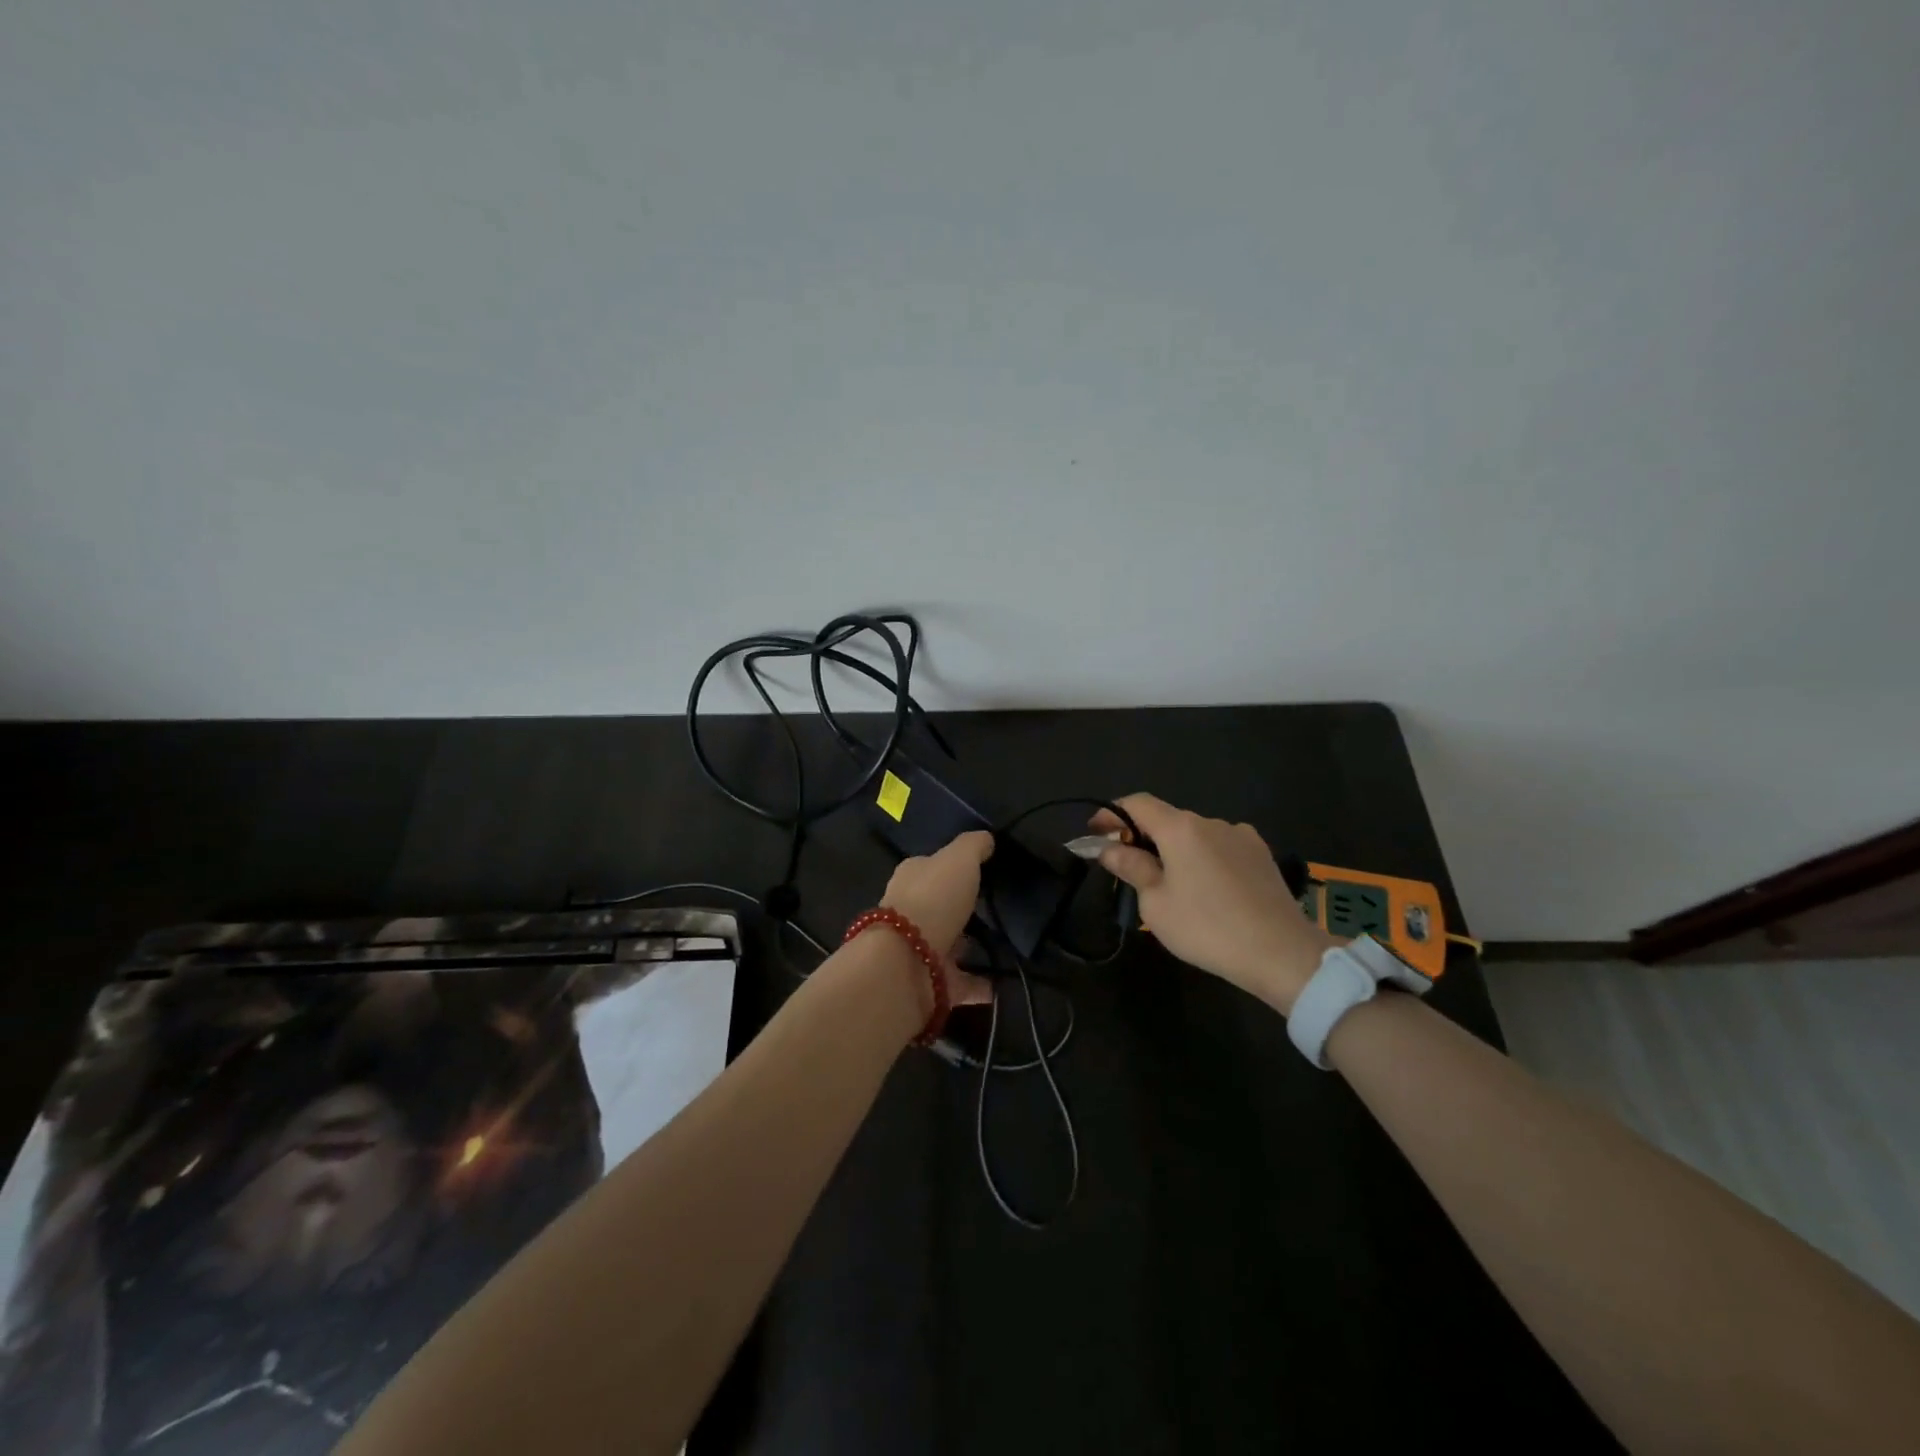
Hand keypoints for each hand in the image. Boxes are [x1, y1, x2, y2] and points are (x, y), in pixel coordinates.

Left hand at [878, 830, 994, 1007]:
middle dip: (963, 909)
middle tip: (999, 909)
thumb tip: (986, 838)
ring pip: (951, 944)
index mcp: (912, 878)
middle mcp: (911, 912)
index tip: (982, 870)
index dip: (954, 867)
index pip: (932, 867)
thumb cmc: (932, 899)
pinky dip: (982, 984)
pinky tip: (1005, 982)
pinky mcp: (932, 982)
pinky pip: (964, 982)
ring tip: (1007, 946)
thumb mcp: (958, 859)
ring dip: (972, 947)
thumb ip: (973, 846)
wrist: (906, 962)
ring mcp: (920, 949)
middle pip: (941, 906)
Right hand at [1092, 795, 1334, 1014]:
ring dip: (1175, 850)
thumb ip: (1130, 867)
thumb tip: (1108, 848)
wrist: (1280, 952)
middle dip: (1142, 836)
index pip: (1137, 803)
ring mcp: (1241, 836)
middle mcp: (1211, 822)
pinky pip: (1220, 848)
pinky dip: (1203, 859)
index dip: (1111, 814)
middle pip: (1166, 819)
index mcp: (1180, 828)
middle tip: (1127, 866)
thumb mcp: (1155, 903)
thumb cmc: (1207, 927)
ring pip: (1195, 835)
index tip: (1095, 833)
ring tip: (1170, 884)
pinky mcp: (1262, 855)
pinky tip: (1207, 888)